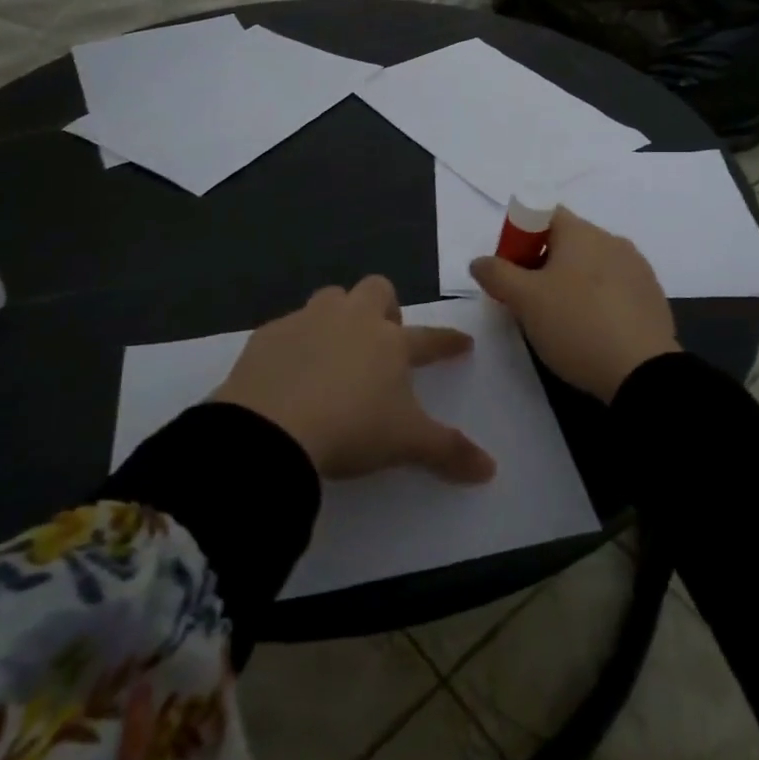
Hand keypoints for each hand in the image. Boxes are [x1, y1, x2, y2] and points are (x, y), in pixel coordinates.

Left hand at [212, 277, 496, 483]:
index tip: (462, 343)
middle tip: (383, 338)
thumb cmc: (351, 429)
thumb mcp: (405, 443)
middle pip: (376, 290)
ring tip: (336, 348)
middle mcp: (351, 320)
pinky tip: (291, 369)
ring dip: (339, 316)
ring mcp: (307, 321)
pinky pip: (289, 327)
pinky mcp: (268, 335)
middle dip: (385, 307)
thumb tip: (490, 469)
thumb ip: (449, 451)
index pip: (430, 338)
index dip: (448, 342)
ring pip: (331, 298)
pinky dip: (296, 342)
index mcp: (390, 342)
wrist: (271, 429)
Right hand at [470, 209, 678, 401]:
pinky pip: (614, 289)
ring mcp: (637, 269)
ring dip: (570, 284)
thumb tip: (480, 261)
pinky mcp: (652, 298)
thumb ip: (497, 274)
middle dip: (542, 264)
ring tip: (559, 321)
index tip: (511, 272)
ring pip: (591, 266)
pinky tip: (590, 332)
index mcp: (582, 232)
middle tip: (527, 301)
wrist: (642, 373)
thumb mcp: (525, 300)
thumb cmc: (576, 325)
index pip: (543, 214)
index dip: (520, 237)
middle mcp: (612, 241)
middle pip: (567, 241)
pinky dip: (596, 301)